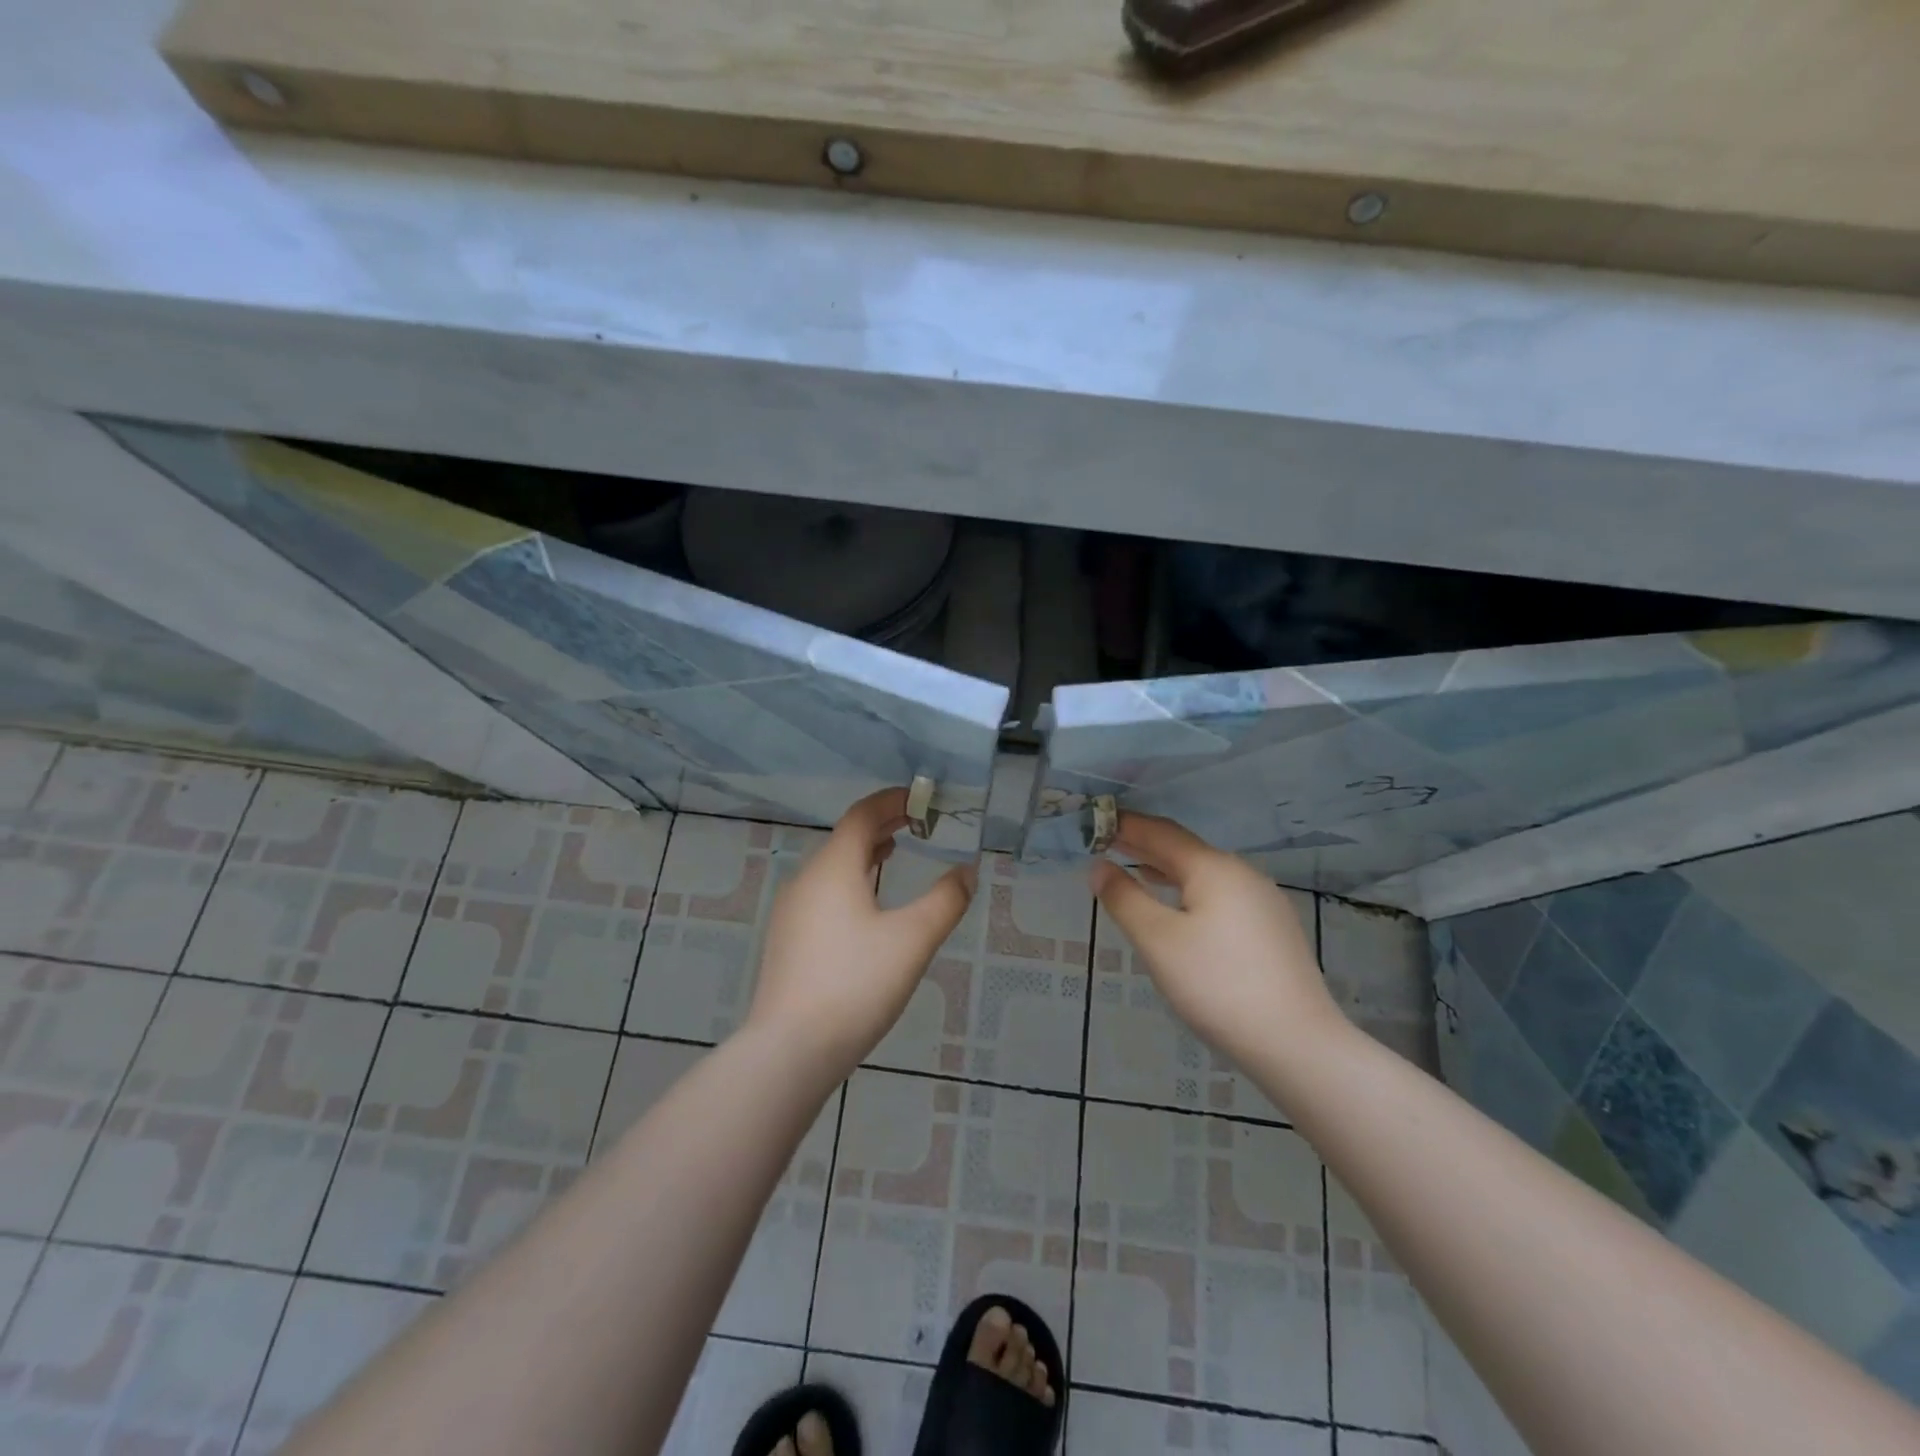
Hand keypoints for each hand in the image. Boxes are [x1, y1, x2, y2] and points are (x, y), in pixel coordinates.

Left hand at [743, 788, 974, 1078]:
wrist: (790, 1049)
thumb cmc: (856, 983)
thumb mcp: (913, 939)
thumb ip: (945, 900)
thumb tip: (966, 872)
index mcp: (834, 868)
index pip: (862, 815)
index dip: (891, 800)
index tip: (921, 799)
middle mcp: (806, 880)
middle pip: (846, 838)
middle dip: (881, 825)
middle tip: (916, 823)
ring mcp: (791, 911)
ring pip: (832, 867)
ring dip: (864, 853)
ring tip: (893, 853)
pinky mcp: (787, 940)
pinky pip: (822, 892)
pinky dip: (850, 881)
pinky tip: (866, 907)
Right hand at [1089, 812, 1340, 1067]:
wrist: (1297, 1043)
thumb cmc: (1217, 984)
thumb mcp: (1157, 940)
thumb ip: (1124, 898)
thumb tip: (1098, 866)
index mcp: (1213, 868)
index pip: (1161, 832)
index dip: (1127, 825)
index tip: (1096, 822)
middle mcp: (1242, 873)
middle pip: (1184, 850)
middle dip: (1144, 846)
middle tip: (1107, 843)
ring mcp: (1263, 901)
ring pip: (1204, 874)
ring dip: (1167, 870)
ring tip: (1136, 871)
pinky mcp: (1273, 929)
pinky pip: (1221, 896)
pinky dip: (1190, 891)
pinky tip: (1180, 910)